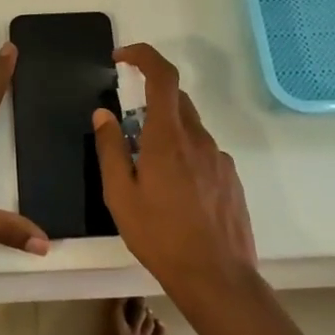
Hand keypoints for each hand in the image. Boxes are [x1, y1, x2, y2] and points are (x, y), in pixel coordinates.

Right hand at [90, 43, 255, 294]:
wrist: (218, 278)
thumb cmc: (161, 237)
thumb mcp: (121, 196)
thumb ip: (110, 150)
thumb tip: (103, 114)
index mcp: (168, 137)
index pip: (162, 76)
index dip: (143, 56)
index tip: (122, 58)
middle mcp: (198, 138)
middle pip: (176, 99)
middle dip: (150, 99)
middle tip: (127, 128)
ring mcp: (219, 158)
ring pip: (190, 128)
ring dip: (167, 132)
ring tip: (149, 173)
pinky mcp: (231, 177)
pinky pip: (203, 152)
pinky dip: (185, 155)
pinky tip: (175, 192)